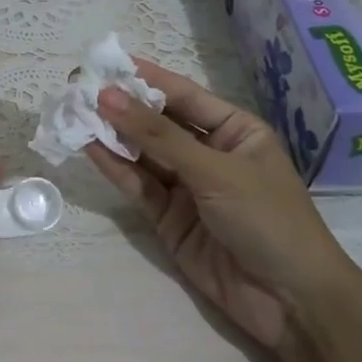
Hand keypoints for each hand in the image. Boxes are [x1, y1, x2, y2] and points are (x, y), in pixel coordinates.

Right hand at [86, 61, 354, 352]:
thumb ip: (158, 136)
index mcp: (235, 131)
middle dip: (122, 107)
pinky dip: (115, 169)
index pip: (184, 96)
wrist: (289, 300)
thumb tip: (107, 96)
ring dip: (112, 136)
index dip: (146, 78)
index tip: (105, 61)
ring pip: (143, 155)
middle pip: (159, 124)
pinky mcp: (169, 219)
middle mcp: (209, 154)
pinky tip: (89, 148)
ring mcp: (187, 187)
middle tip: (78, 87)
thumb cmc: (267, 219)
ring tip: (73, 114)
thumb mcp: (214, 170)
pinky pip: (139, 186)